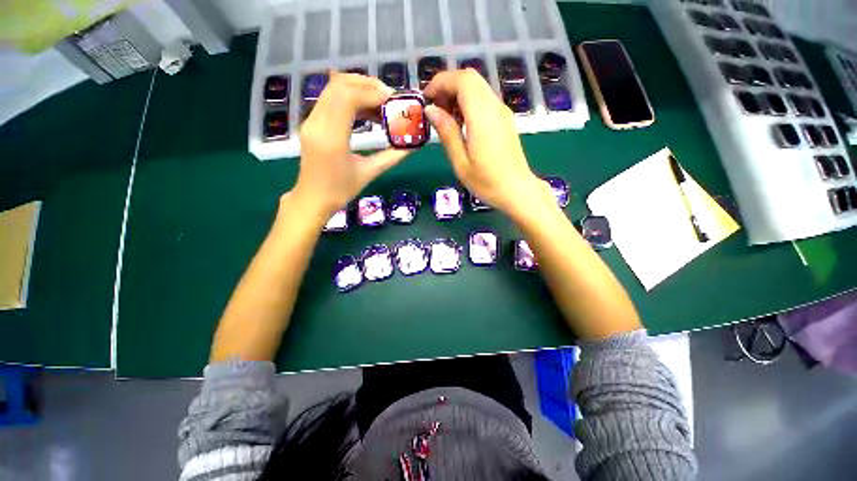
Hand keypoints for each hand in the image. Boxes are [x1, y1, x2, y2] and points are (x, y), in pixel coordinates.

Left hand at [292, 71, 410, 218]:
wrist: (313, 199)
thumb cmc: (340, 191)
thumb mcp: (369, 173)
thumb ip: (391, 157)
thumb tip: (412, 146)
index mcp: (332, 138)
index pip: (348, 97)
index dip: (371, 92)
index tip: (393, 100)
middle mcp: (317, 123)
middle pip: (339, 85)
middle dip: (366, 85)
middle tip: (388, 97)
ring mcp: (311, 121)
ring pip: (332, 89)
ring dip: (358, 89)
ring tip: (380, 102)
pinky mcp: (312, 123)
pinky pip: (330, 100)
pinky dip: (349, 98)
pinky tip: (366, 110)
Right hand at [423, 69, 552, 217]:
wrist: (517, 190)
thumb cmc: (486, 182)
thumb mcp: (460, 161)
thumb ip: (447, 132)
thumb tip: (431, 110)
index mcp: (482, 116)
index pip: (462, 80)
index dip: (440, 82)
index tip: (426, 99)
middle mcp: (494, 107)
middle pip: (470, 78)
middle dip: (448, 86)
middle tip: (434, 109)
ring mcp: (502, 112)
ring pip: (478, 87)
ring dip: (458, 94)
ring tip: (445, 118)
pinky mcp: (505, 119)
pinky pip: (484, 100)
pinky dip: (468, 103)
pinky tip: (461, 124)